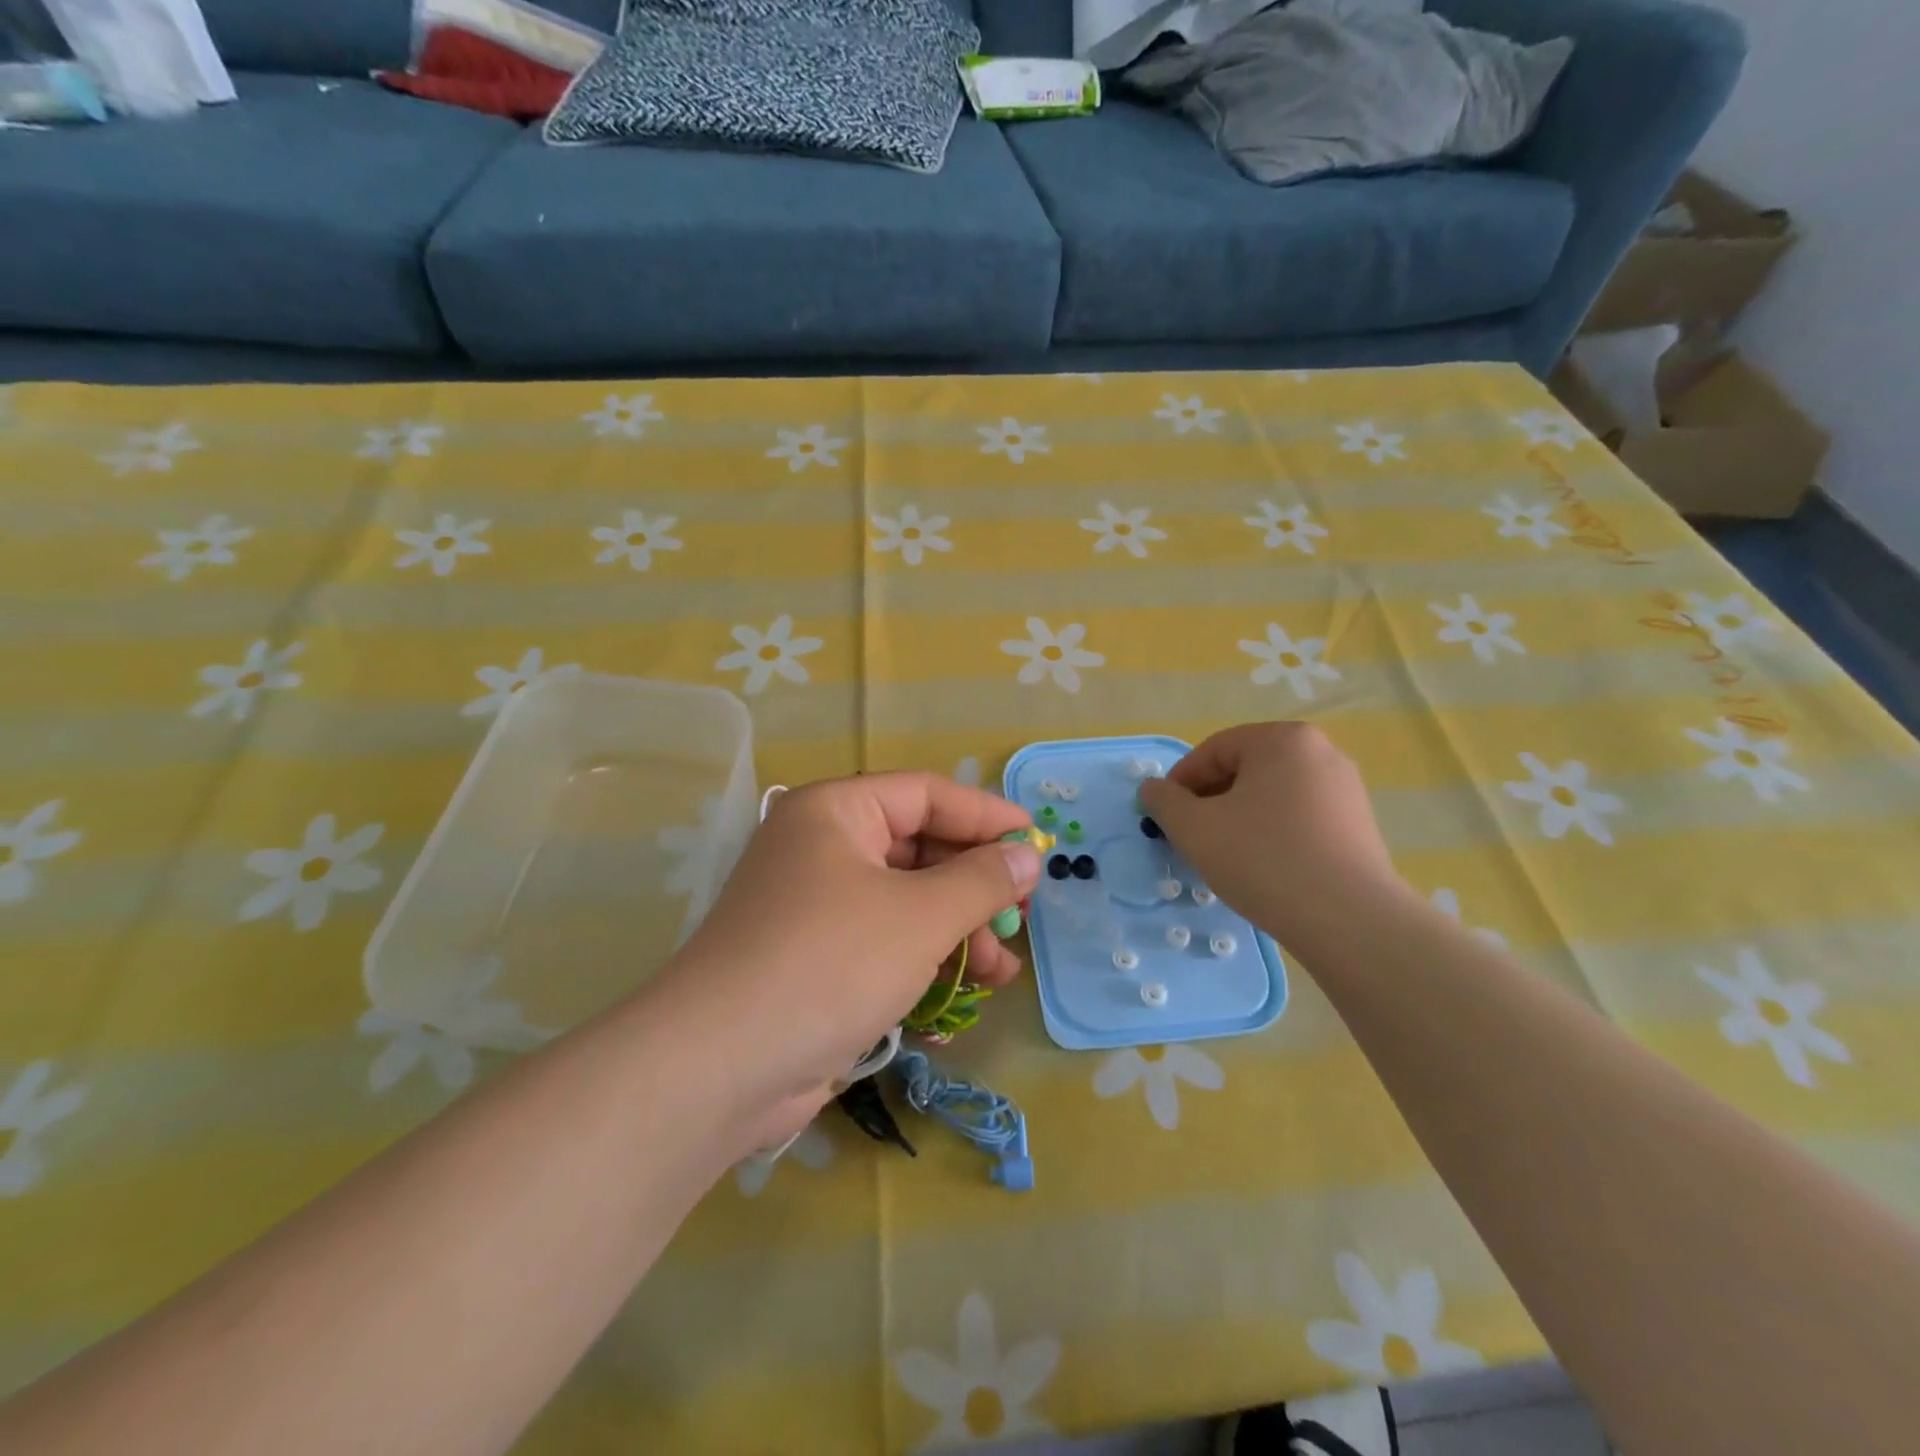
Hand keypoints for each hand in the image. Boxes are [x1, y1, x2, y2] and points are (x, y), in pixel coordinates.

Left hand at [648, 772, 1041, 1150]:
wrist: (719, 1068)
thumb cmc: (830, 963)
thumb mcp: (920, 916)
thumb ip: (981, 881)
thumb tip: (1027, 857)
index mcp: (836, 812)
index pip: (926, 795)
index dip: (986, 816)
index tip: (1035, 843)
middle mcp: (822, 848)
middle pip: (918, 850)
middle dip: (974, 887)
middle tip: (1021, 917)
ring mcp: (816, 907)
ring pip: (906, 903)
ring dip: (956, 933)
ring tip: (1001, 972)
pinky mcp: (815, 960)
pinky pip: (884, 944)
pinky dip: (922, 963)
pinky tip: (960, 998)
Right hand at [1139, 722, 1411, 952]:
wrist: (1349, 920)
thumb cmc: (1263, 859)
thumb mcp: (1194, 828)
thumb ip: (1164, 801)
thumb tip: (1153, 789)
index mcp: (1282, 739)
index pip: (1214, 750)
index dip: (1180, 782)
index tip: (1165, 817)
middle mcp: (1320, 752)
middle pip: (1245, 769)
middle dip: (1210, 801)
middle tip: (1191, 837)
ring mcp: (1345, 788)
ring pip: (1271, 795)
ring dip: (1239, 818)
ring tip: (1224, 856)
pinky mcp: (1359, 824)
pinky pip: (1299, 817)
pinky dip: (1272, 833)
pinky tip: (1262, 867)